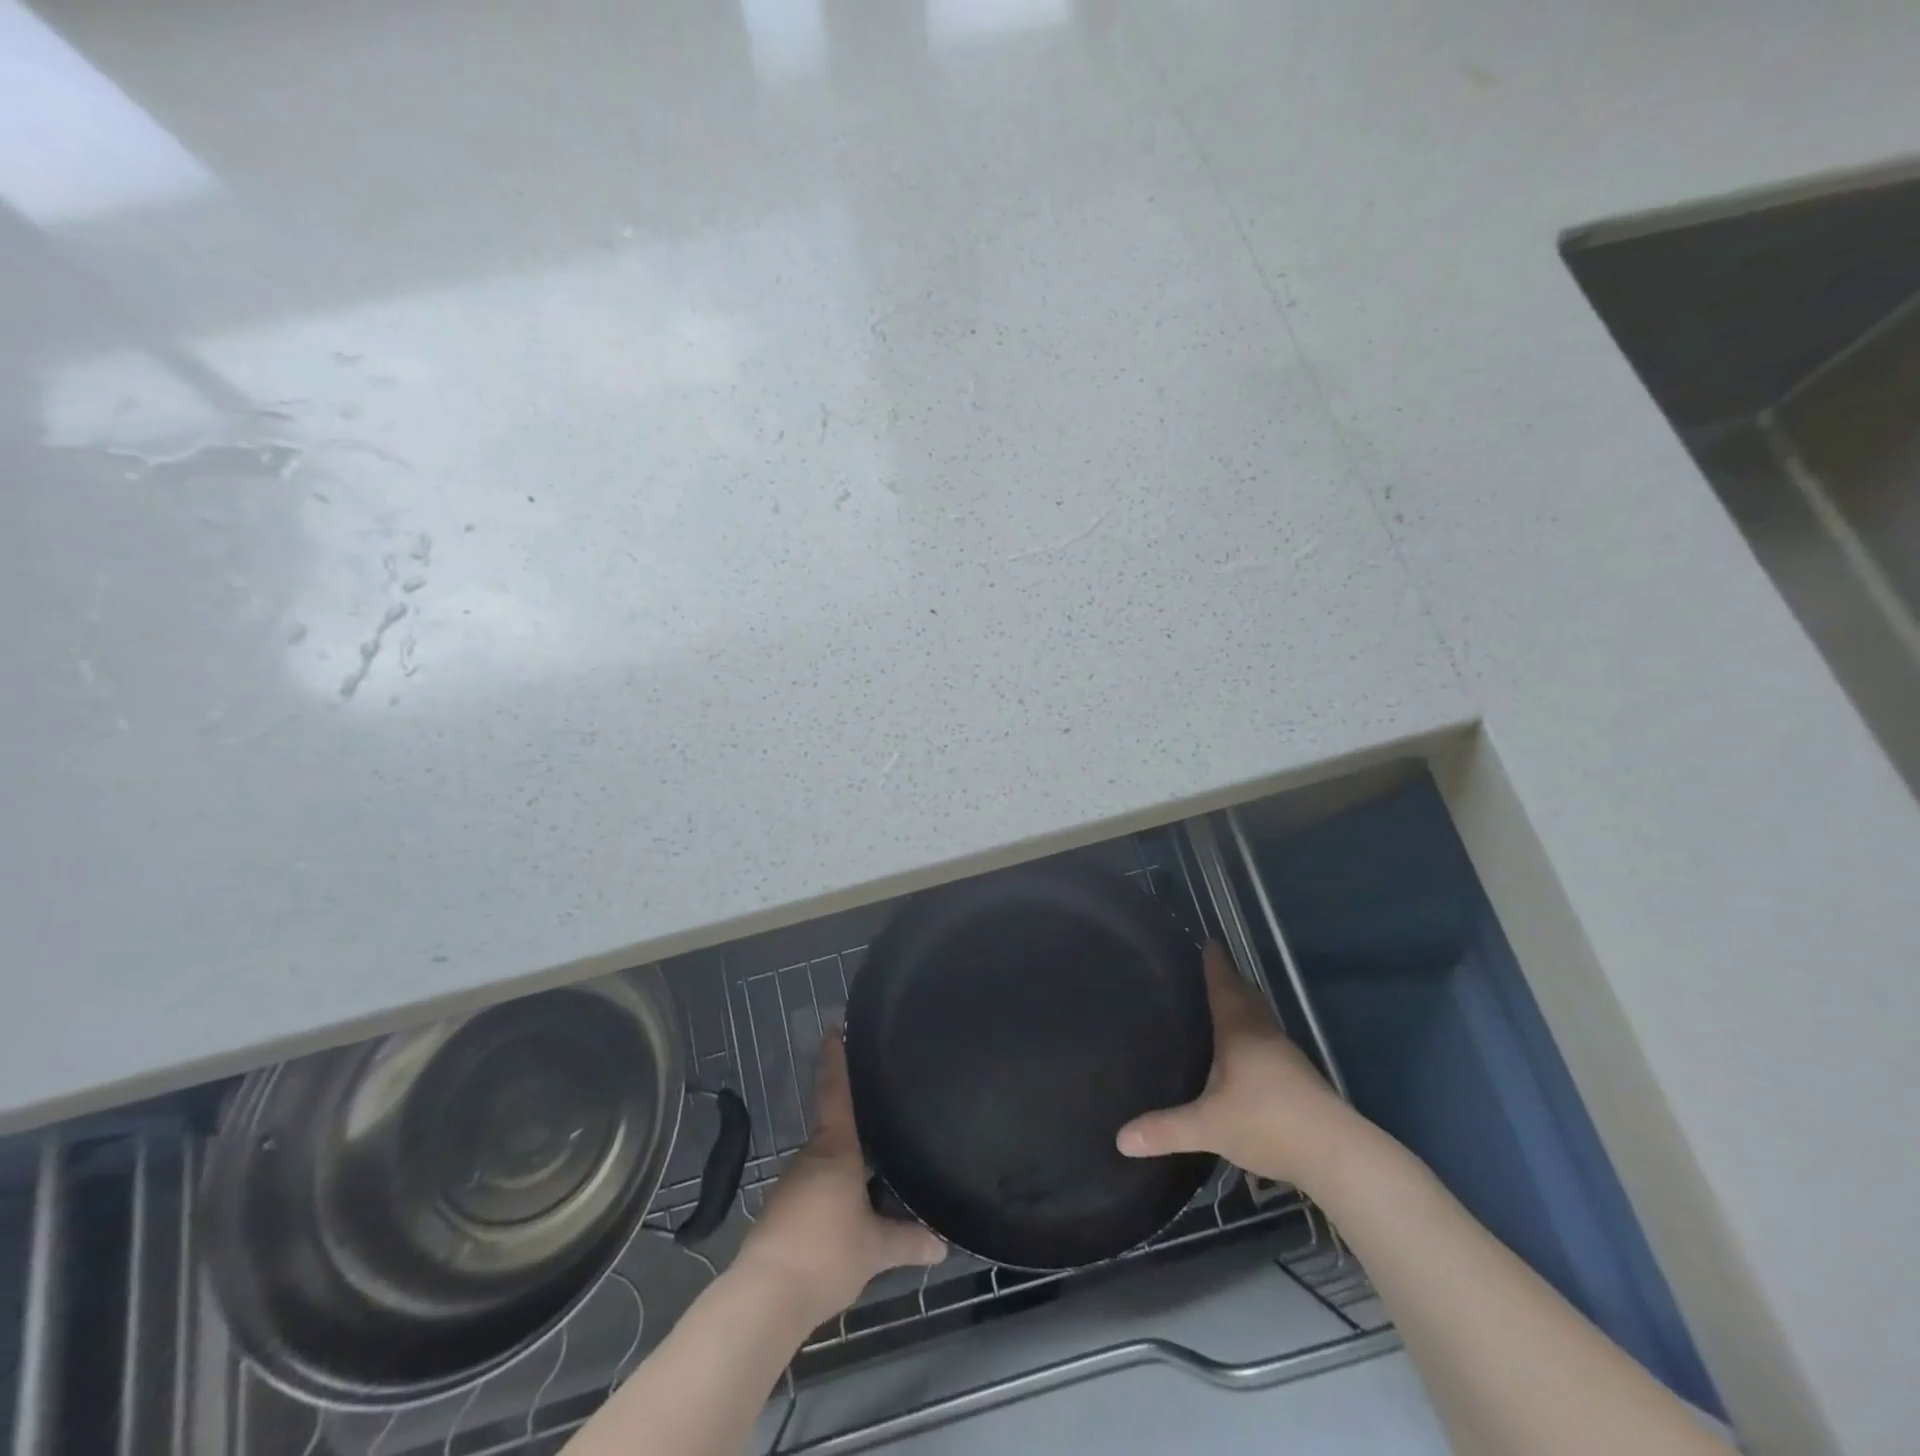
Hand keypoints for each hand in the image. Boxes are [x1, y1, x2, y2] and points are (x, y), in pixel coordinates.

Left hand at [732, 1033, 944, 1324]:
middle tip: (883, 1134)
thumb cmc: (826, 1254)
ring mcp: (790, 1184)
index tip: (833, 1028)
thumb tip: (943, 1244)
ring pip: (824, 1168)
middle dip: (856, 1136)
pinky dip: (829, 1200)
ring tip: (871, 1189)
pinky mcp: (779, 1213)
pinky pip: (812, 1194)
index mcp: (836, 1149)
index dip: (835, 1059)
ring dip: (844, 1174)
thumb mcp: (876, 1249)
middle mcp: (810, 1157)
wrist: (766, 1297)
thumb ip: (909, 1240)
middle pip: (835, 1133)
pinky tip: (843, 1224)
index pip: (836, 1092)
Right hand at [1116, 943, 1364, 1191]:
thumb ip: (1165, 1130)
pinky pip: (1271, 1041)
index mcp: (1240, 1032)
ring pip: (1263, 1019)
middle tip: (1216, 966)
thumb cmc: (1267, 1123)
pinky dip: (1256, 1033)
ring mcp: (1287, 1057)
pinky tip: (1249, 1052)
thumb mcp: (1208, 1127)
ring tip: (1229, 1003)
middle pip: (1247, 997)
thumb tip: (1121, 1138)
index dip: (1215, 965)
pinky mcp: (1301, 1079)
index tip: (1210, 943)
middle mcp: (1264, 1035)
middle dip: (1232, 980)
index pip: (1224, 987)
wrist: (1336, 1154)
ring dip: (1247, 1005)